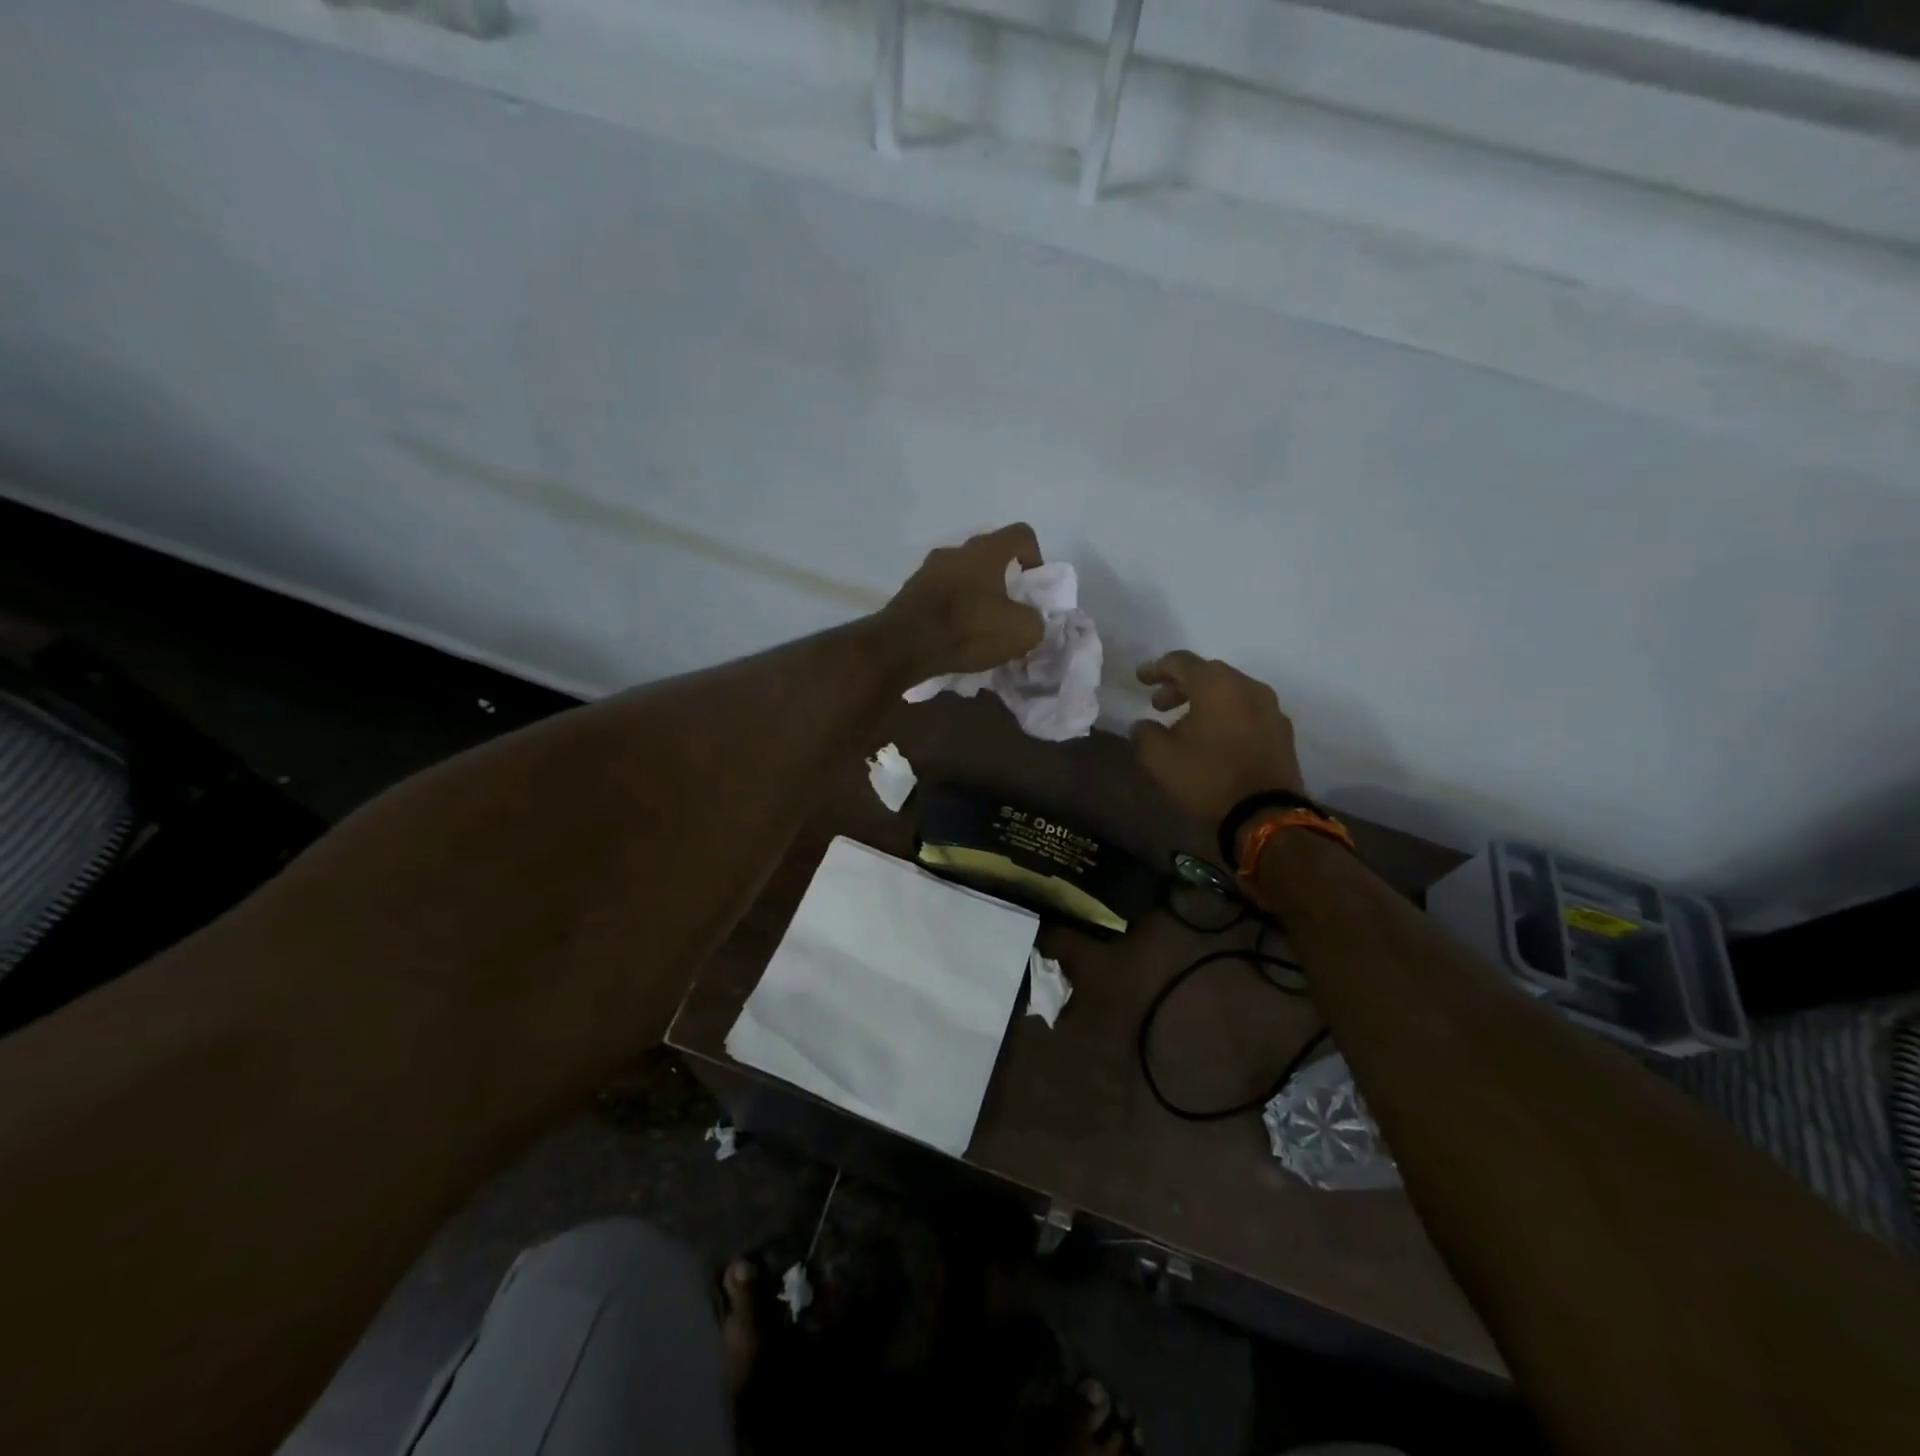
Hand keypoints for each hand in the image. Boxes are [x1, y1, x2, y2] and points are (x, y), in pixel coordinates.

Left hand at [878, 523, 1045, 682]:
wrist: (903, 646)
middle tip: (1008, 607)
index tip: (1033, 584)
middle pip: (988, 554)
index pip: (1020, 534)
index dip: (1035, 555)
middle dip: (1003, 577)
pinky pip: (940, 593)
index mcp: (985, 551)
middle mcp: (954, 551)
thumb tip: (1029, 619)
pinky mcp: (909, 592)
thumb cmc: (968, 630)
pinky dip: (952, 607)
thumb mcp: (1020, 631)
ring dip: (975, 593)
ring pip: (961, 574)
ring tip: (980, 624)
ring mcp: (927, 570)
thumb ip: (1034, 620)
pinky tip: (955, 634)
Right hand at [1129, 652, 1305, 822]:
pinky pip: (1247, 711)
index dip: (1157, 668)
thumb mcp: (1159, 758)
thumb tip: (1142, 725)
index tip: (1140, 679)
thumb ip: (1144, 734)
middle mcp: (1247, 686)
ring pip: (1230, 692)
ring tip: (1186, 724)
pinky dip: (1227, 716)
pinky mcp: (1282, 731)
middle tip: (1159, 705)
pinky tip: (1215, 739)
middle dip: (1180, 686)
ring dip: (1205, 701)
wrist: (1266, 814)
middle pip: (1208, 674)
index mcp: (1215, 684)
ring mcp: (1270, 708)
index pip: (1181, 662)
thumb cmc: (1208, 777)